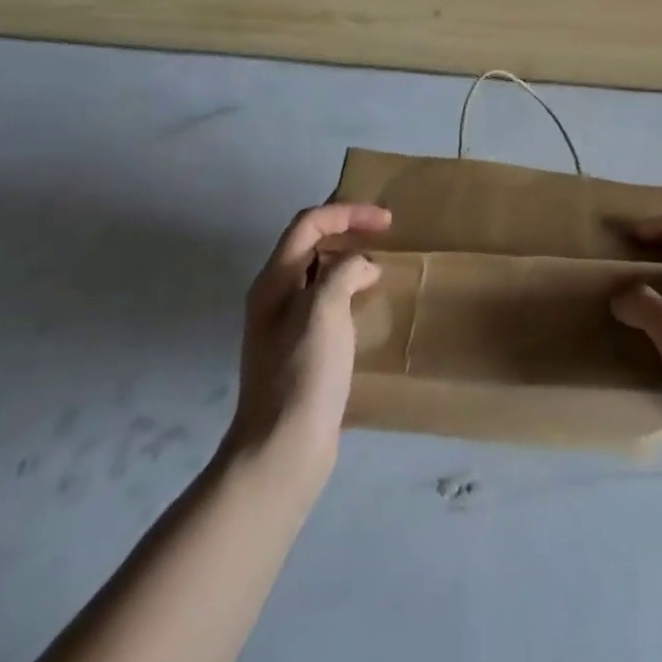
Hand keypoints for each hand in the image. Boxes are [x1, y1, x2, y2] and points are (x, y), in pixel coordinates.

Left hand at [228, 204, 388, 479]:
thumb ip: (343, 273)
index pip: (309, 224)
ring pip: (318, 275)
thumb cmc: (303, 373)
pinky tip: (369, 308)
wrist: (283, 448)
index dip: (347, 213)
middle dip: (346, 231)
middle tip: (384, 236)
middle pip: (309, 244)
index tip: (386, 222)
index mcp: (274, 281)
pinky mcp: (300, 352)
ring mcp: (285, 327)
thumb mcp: (324, 309)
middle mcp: (274, 298)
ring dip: (349, 262)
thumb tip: (361, 268)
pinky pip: (326, 304)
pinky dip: (349, 293)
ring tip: (381, 269)